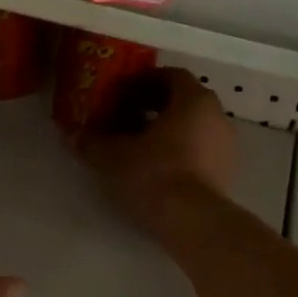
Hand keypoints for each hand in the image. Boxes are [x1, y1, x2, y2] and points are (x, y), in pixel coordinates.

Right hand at [78, 66, 235, 223]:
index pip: (171, 75)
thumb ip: (91, 141)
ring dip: (167, 129)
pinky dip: (180, 150)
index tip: (122, 93)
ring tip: (138, 145)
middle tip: (125, 117)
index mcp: (194, 100)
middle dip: (154, 106)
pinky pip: (201, 149)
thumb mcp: (112, 156)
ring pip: (193, 126)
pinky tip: (157, 167)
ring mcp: (227, 145)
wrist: (193, 221)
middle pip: (184, 100)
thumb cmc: (154, 173)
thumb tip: (70, 135)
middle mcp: (217, 116)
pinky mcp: (227, 172)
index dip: (144, 81)